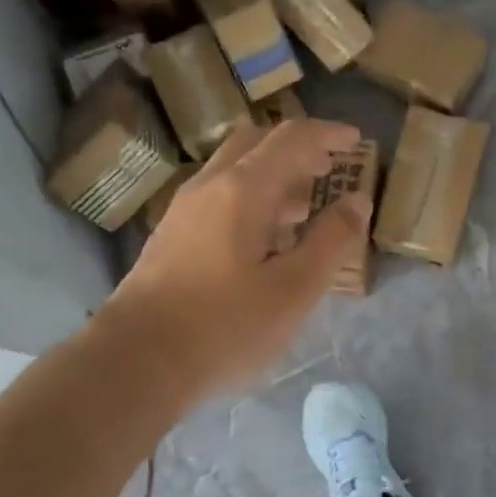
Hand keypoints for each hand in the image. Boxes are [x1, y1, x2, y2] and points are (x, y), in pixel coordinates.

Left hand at [104, 118, 370, 404]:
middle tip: (330, 169)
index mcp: (242, 189)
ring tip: (306, 209)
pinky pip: (219, 198)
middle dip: (297, 150)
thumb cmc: (225, 327)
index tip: (357, 140)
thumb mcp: (294, 289)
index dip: (328, 134)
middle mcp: (208, 186)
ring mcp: (184, 210)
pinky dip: (251, 200)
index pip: (291, 139)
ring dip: (274, 177)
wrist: (136, 362)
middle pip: (256, 143)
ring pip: (234, 172)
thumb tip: (358, 200)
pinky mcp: (171, 237)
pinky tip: (265, 241)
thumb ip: (331, 240)